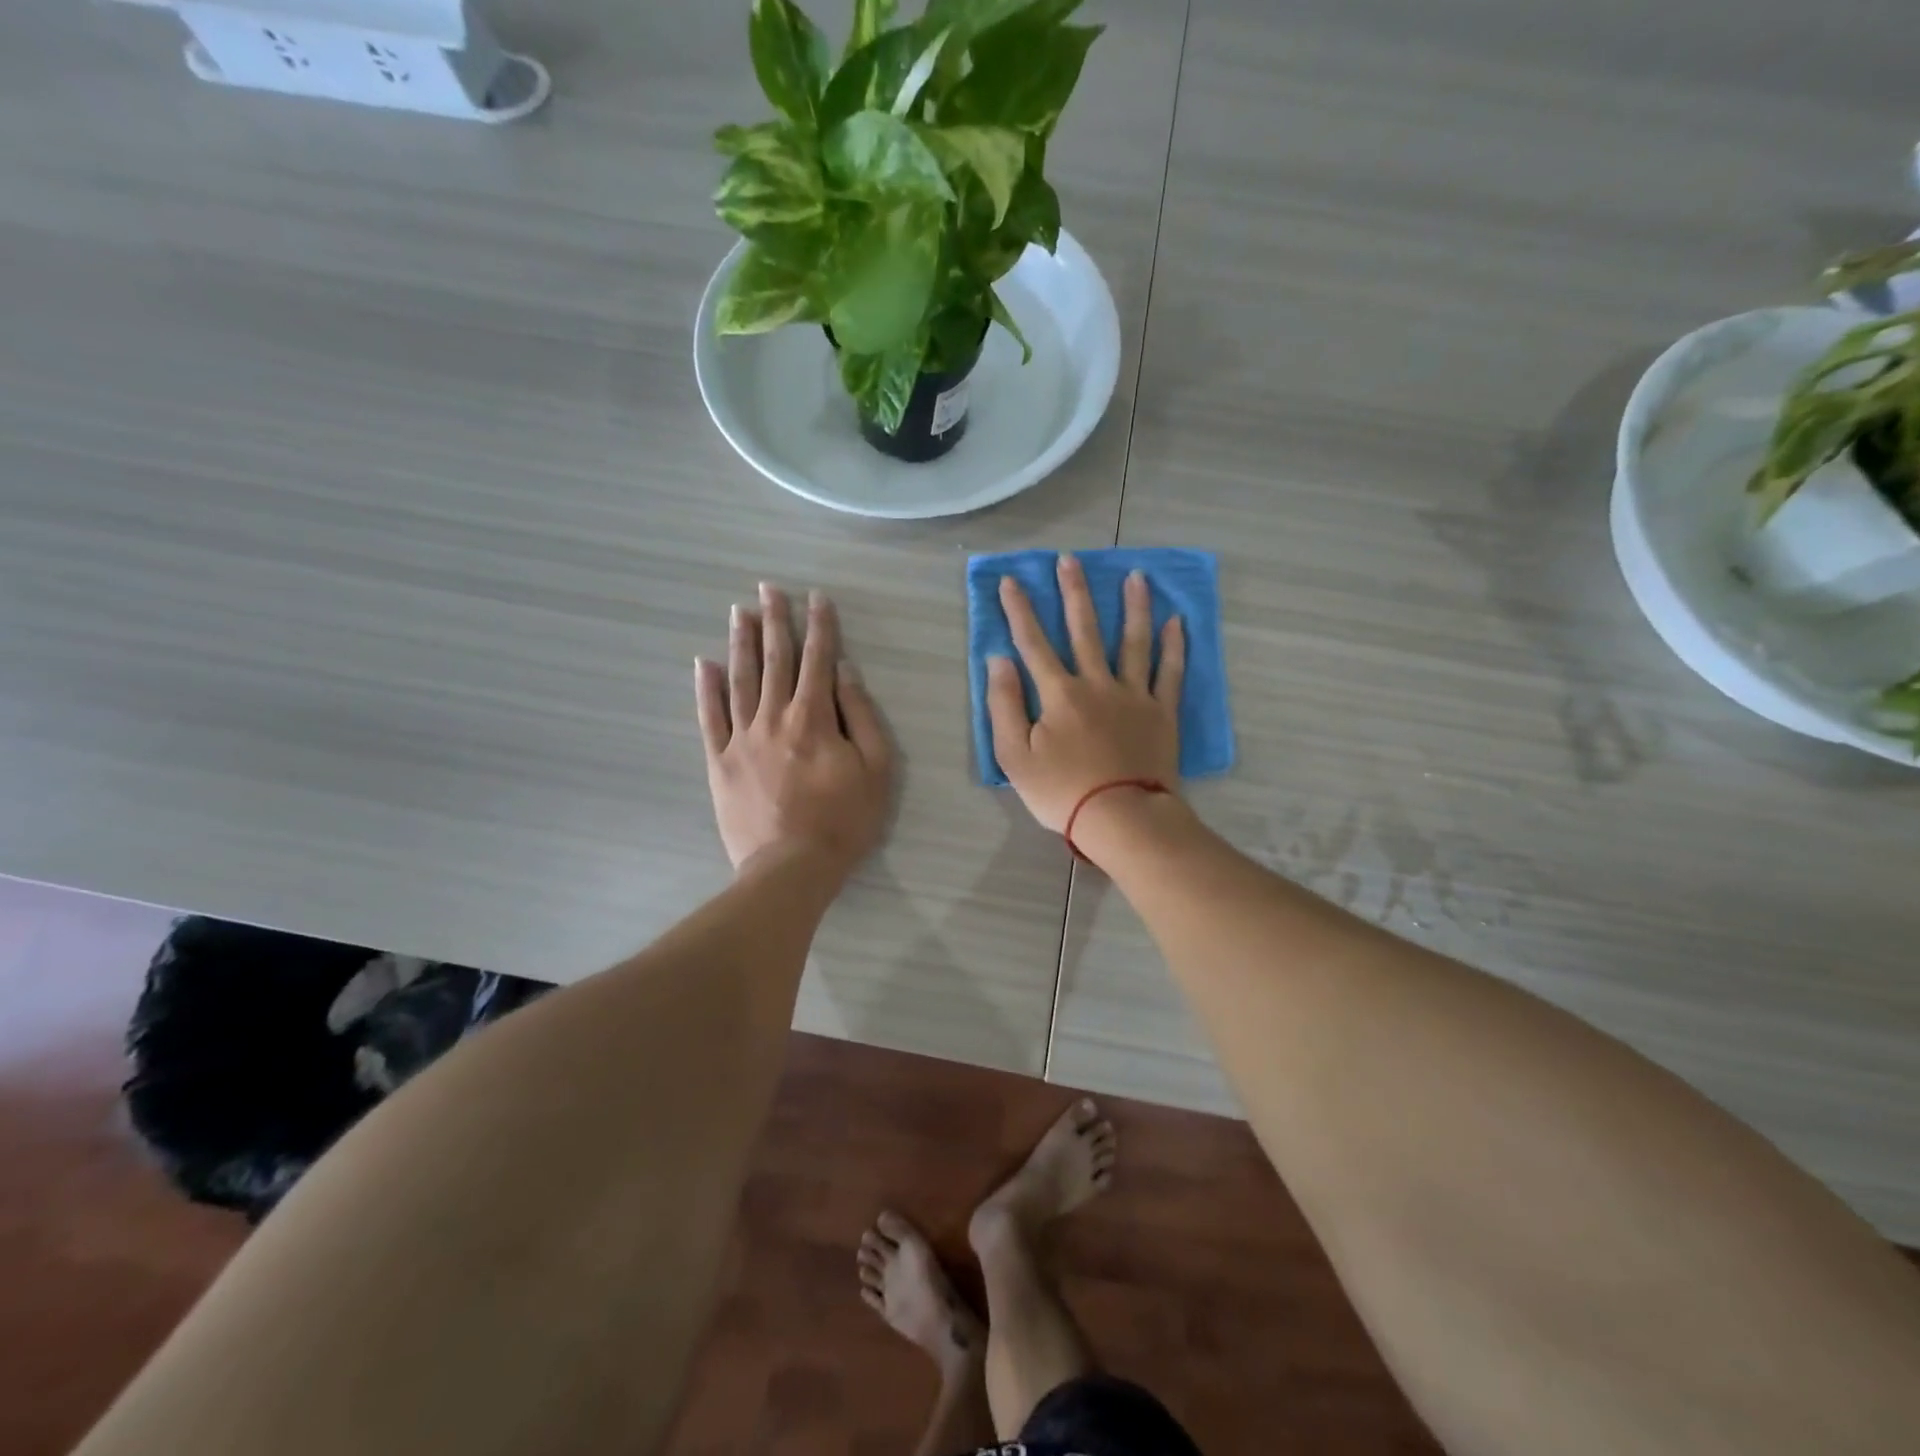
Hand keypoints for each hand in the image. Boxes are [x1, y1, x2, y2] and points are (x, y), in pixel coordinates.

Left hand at [695, 584, 893, 876]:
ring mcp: (741, 738)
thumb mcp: (875, 769)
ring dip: (740, 642)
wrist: (791, 867)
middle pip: (775, 660)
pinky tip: (704, 663)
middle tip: (768, 588)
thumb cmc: (844, 821)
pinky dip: (706, 688)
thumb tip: (845, 672)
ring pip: (739, 679)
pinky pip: (709, 717)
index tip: (816, 597)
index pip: (819, 660)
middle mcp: (774, 717)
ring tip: (739, 612)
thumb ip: (861, 717)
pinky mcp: (719, 761)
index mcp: (814, 718)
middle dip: (775, 621)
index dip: (820, 626)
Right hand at [986, 554, 1183, 832]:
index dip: (1019, 611)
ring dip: (1133, 606)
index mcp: (1058, 694)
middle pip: (1084, 629)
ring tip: (1136, 575)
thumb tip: (998, 660)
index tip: (1011, 581)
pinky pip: (1169, 673)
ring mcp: (1133, 695)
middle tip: (1070, 559)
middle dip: (1074, 592)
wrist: (1122, 818)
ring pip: (1133, 641)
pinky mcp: (1161, 713)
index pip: (1033, 643)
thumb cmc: (1062, 792)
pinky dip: (1174, 646)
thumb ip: (1003, 705)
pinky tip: (1176, 621)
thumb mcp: (1014, 756)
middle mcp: (1097, 683)